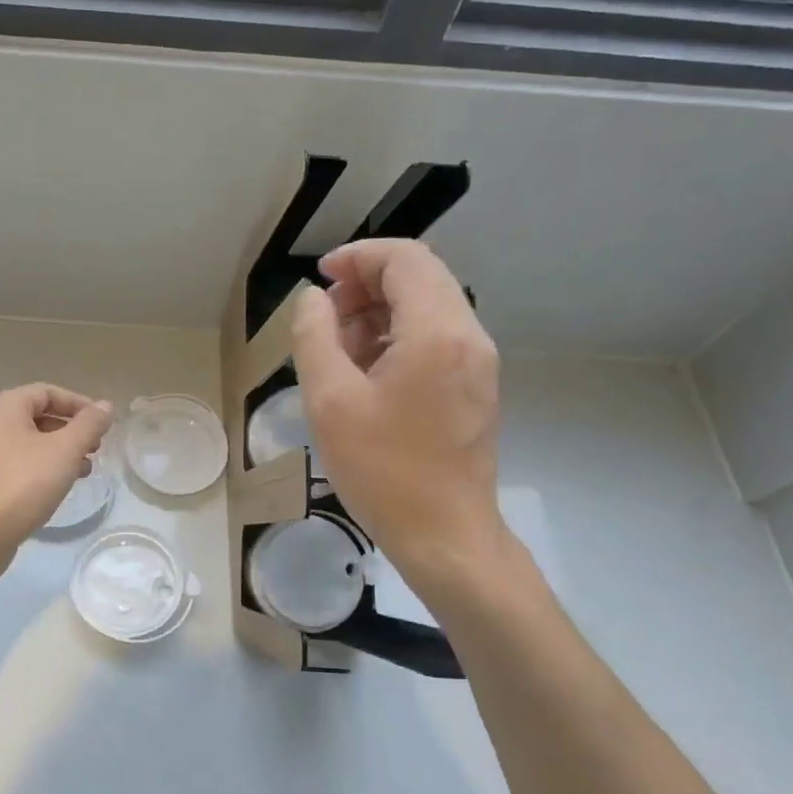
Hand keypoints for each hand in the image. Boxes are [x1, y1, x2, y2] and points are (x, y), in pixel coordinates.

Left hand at [0, 384, 113, 579]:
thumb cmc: (24, 482)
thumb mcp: (65, 450)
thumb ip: (89, 425)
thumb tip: (105, 406)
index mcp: (4, 407)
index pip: (48, 392)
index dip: (79, 404)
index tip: (102, 424)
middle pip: (38, 416)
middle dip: (72, 430)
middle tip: (96, 447)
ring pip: (31, 443)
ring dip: (61, 451)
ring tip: (85, 469)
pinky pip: (21, 465)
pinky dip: (44, 468)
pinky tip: (61, 486)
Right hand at [290, 239, 512, 611]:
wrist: (445, 535)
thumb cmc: (383, 470)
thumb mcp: (330, 400)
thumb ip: (314, 336)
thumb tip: (313, 299)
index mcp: (437, 332)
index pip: (405, 259)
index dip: (358, 257)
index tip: (320, 278)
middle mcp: (469, 336)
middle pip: (420, 278)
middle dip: (366, 283)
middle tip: (324, 316)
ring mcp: (478, 362)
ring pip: (428, 307)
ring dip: (380, 311)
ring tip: (337, 348)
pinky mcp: (475, 386)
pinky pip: (436, 338)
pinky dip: (398, 336)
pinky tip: (365, 372)